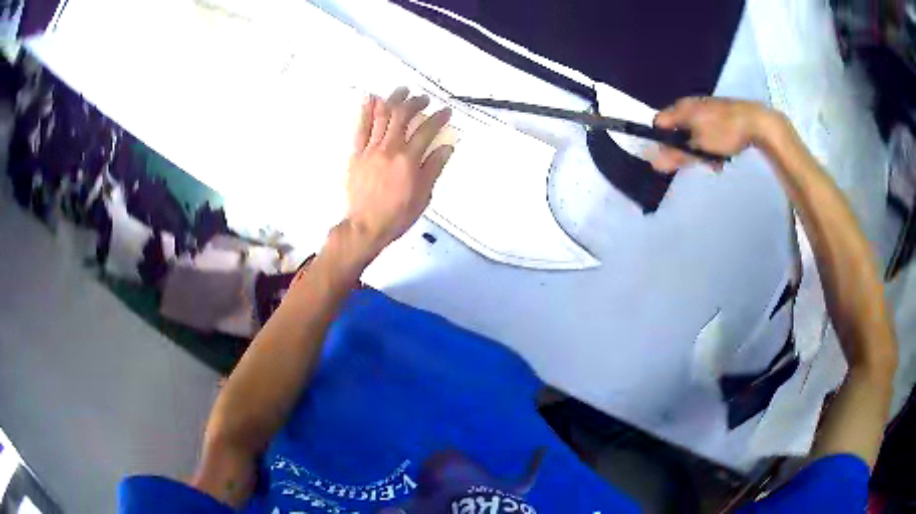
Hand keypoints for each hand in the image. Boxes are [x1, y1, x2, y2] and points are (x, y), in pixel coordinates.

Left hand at [344, 87, 452, 256]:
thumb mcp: (423, 195)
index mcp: (409, 160)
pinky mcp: (357, 154)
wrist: (366, 226)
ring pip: (382, 117)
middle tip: (423, 99)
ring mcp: (371, 150)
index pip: (427, 130)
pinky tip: (371, 99)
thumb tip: (446, 148)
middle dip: (415, 103)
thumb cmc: (396, 215)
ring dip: (393, 100)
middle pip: (403, 116)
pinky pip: (361, 128)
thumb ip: (433, 168)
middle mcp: (390, 150)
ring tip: (401, 90)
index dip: (438, 117)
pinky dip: (366, 111)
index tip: (445, 111)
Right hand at [650, 97, 779, 171]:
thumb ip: (677, 155)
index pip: (660, 124)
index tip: (672, 159)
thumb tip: (653, 163)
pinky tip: (721, 156)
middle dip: (685, 150)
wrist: (756, 122)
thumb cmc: (725, 132)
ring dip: (700, 151)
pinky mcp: (719, 114)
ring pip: (694, 134)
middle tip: (698, 163)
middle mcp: (689, 105)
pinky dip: (711, 145)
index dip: (662, 142)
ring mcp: (705, 109)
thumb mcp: (700, 147)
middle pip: (677, 130)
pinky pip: (707, 132)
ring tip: (713, 163)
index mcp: (681, 108)